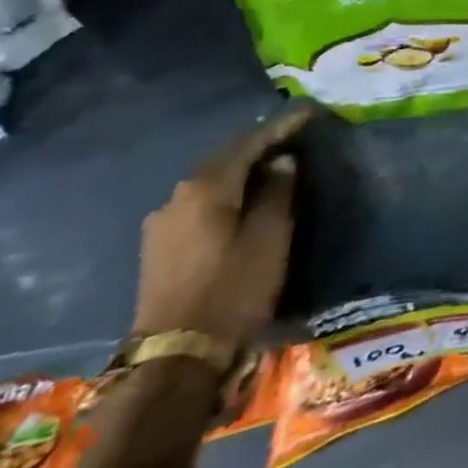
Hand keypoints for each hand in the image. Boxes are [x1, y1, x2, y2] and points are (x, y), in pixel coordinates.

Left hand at [131, 105, 309, 345]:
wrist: (177, 356)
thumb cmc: (234, 287)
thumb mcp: (271, 236)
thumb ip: (278, 192)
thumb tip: (281, 162)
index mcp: (205, 188)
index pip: (249, 143)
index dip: (280, 126)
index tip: (308, 112)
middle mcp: (176, 198)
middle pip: (223, 160)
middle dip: (257, 146)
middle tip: (291, 137)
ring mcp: (162, 225)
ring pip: (209, 184)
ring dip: (239, 172)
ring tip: (270, 167)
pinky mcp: (159, 248)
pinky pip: (199, 206)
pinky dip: (225, 195)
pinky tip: (241, 201)